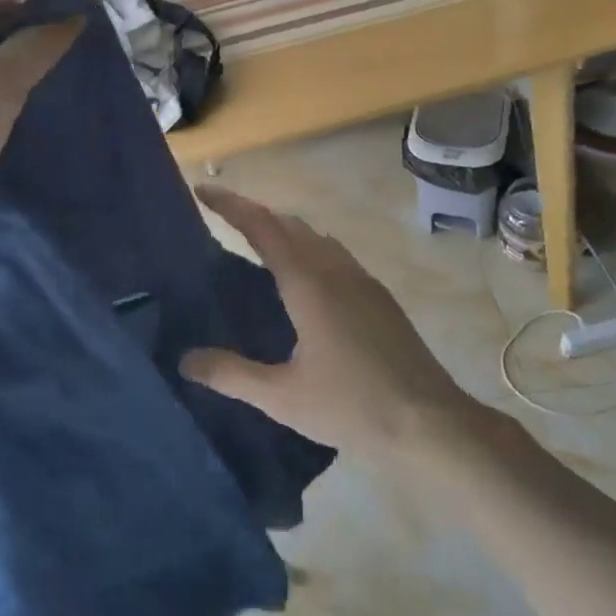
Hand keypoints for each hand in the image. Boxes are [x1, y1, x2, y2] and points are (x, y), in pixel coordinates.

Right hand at [181, 187, 477, 457]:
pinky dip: (307, 250)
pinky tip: (303, 281)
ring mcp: (362, 280)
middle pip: (289, 224)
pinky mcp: (379, 297)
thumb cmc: (352, 406)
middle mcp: (335, 269)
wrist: (430, 423)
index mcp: (308, 283)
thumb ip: (231, 374)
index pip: (262, 227)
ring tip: (256, 247)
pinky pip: (334, 255)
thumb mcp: (282, 397)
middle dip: (254, 214)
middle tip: (222, 220)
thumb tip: (185, 359)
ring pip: (315, 238)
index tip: (202, 192)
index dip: (230, 206)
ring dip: (283, 231)